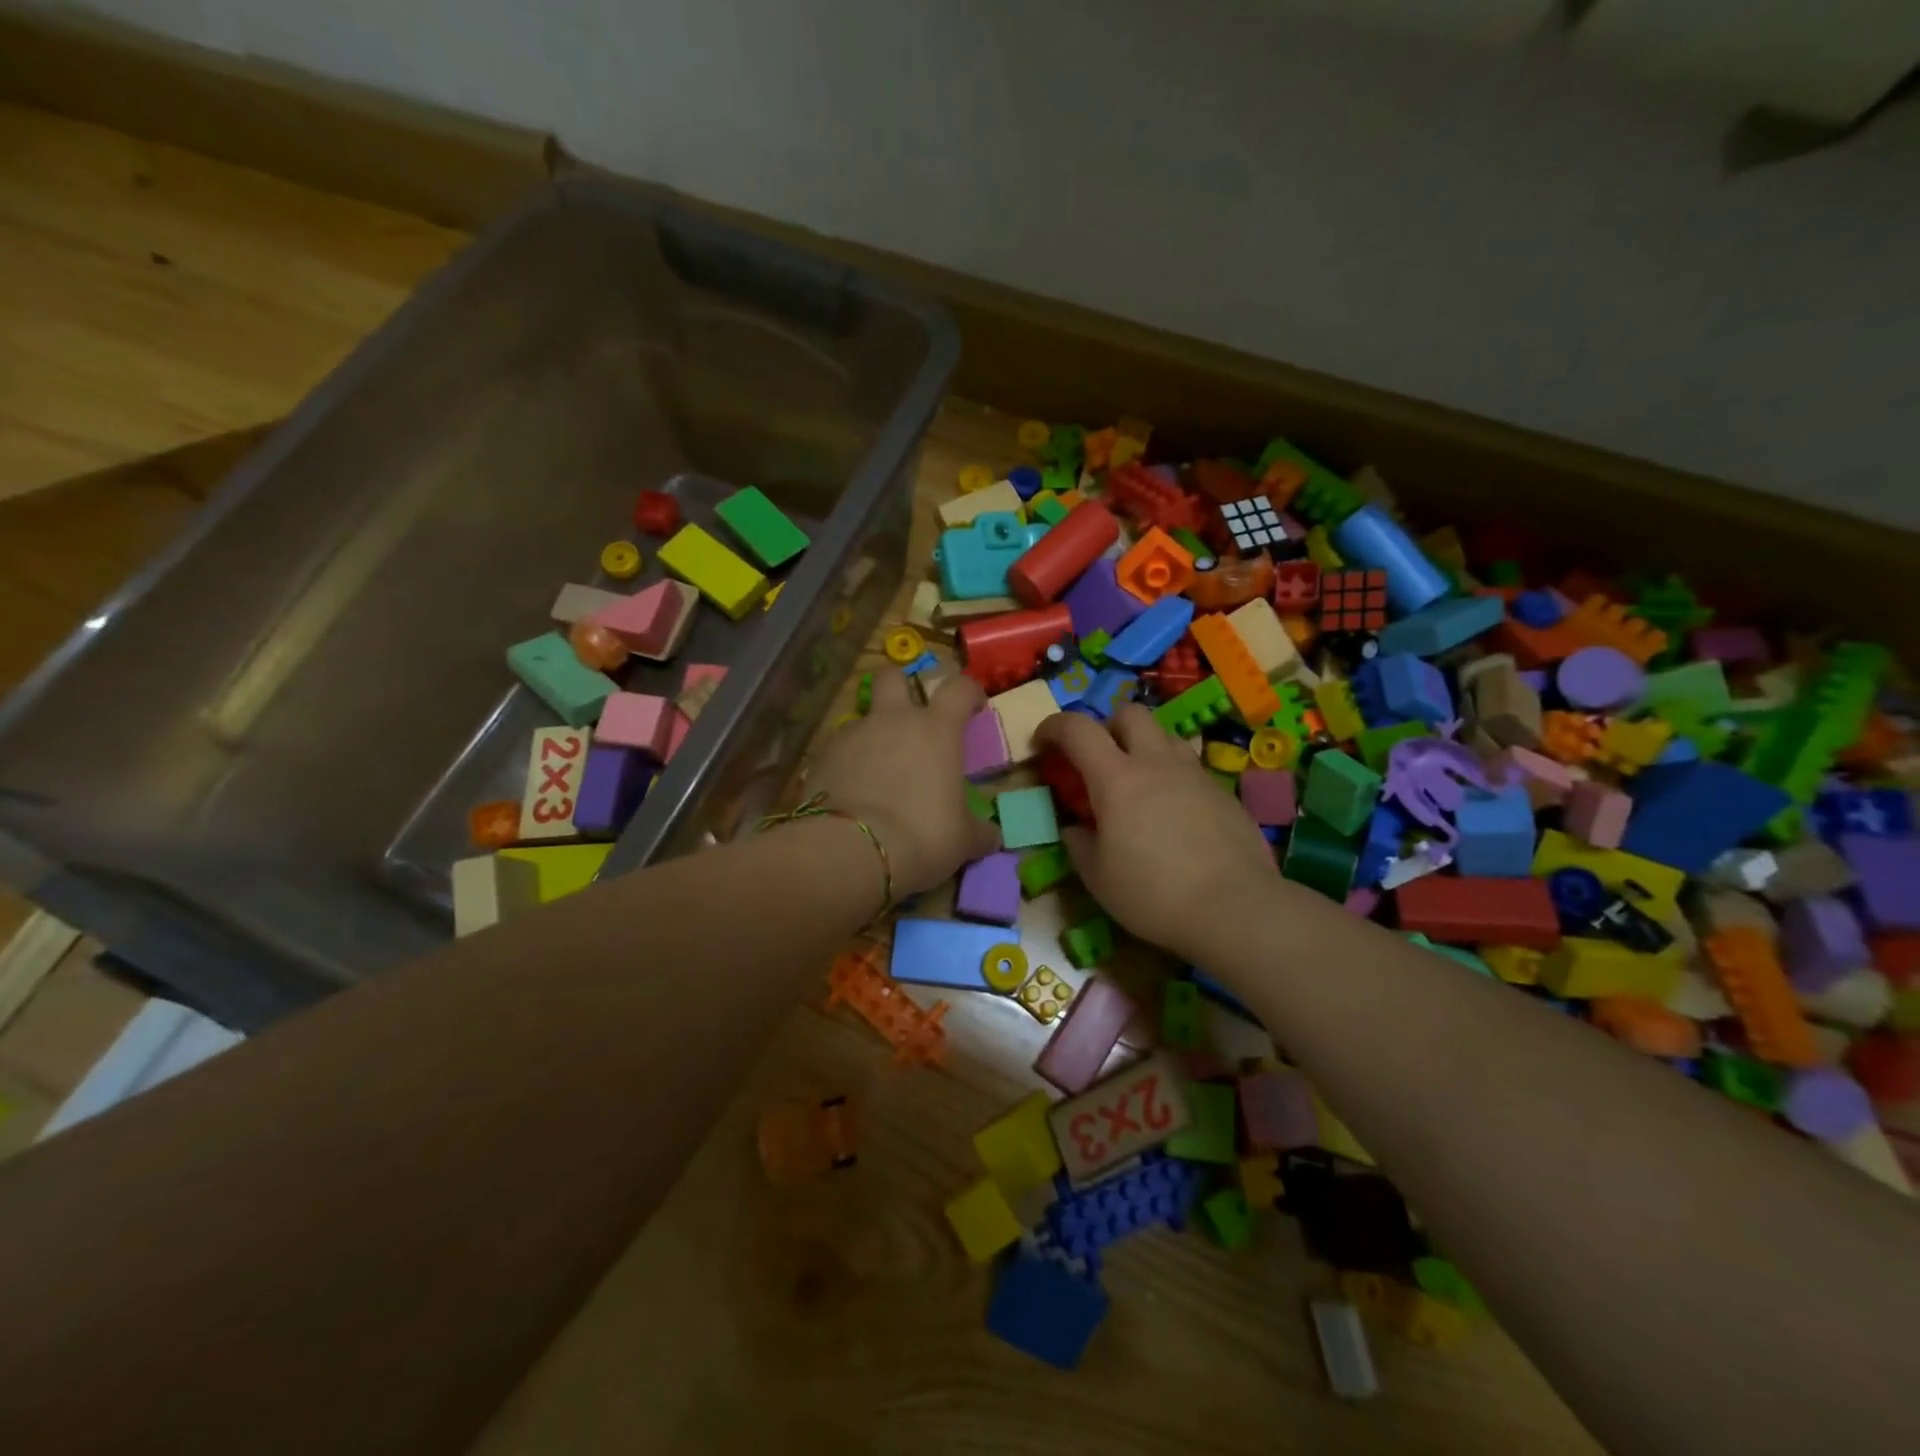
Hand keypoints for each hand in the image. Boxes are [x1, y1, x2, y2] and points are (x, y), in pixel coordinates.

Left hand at [807, 669, 999, 895]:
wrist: (850, 850)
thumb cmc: (922, 835)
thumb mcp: (963, 840)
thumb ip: (979, 831)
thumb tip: (991, 835)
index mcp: (936, 729)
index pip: (959, 688)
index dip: (970, 692)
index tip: (974, 706)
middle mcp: (892, 720)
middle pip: (893, 675)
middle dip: (901, 686)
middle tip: (909, 715)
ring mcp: (852, 734)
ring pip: (863, 717)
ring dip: (872, 736)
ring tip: (878, 774)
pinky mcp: (820, 757)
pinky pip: (839, 750)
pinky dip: (847, 765)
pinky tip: (851, 795)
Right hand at [1033, 705, 1278, 962]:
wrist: (1234, 909)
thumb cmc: (1153, 894)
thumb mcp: (1098, 877)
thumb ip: (1079, 844)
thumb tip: (1076, 829)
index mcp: (1116, 778)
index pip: (1078, 728)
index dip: (1054, 727)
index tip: (1042, 743)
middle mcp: (1156, 763)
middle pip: (1129, 714)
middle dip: (1106, 726)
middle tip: (1097, 760)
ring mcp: (1195, 774)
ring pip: (1165, 736)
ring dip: (1143, 747)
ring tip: (1137, 784)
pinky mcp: (1223, 793)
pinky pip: (1190, 768)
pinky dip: (1172, 777)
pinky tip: (1173, 814)